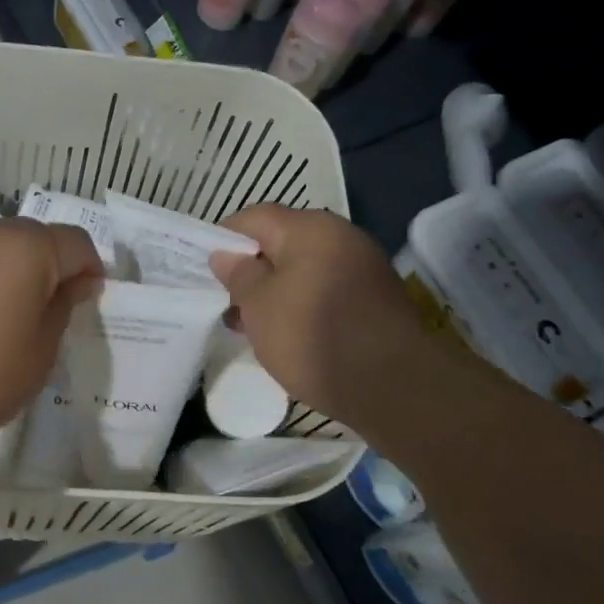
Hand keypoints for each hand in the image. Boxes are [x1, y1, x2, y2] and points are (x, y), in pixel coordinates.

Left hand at [0, 219, 102, 454]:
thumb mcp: (43, 349)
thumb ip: (64, 306)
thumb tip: (75, 282)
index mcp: (27, 247)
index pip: (77, 243)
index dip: (90, 270)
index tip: (86, 301)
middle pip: (35, 237)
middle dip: (49, 266)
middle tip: (47, 310)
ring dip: (11, 269)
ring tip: (6, 313)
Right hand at [208, 205, 430, 430]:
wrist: (395, 386)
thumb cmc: (314, 337)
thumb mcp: (260, 307)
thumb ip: (239, 275)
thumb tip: (226, 255)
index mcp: (310, 228)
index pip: (255, 217)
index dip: (225, 238)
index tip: (207, 268)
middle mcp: (340, 237)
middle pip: (282, 242)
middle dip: (252, 270)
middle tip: (229, 303)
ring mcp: (363, 266)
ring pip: (305, 269)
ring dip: (277, 291)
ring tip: (254, 326)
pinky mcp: (375, 297)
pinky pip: (327, 289)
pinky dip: (303, 304)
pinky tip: (290, 335)